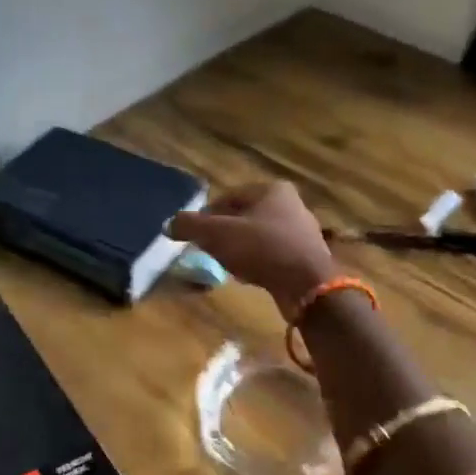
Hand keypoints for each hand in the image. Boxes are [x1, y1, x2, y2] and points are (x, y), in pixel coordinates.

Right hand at [168, 181, 337, 318]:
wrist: (307, 285)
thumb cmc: (262, 248)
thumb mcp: (217, 234)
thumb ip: (190, 226)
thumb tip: (168, 225)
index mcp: (272, 189)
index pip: (228, 197)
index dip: (206, 215)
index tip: (194, 235)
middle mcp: (290, 204)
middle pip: (244, 217)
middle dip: (223, 233)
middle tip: (207, 251)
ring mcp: (301, 231)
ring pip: (258, 237)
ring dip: (240, 250)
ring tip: (227, 266)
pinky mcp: (305, 257)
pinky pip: (272, 255)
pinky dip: (258, 263)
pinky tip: (249, 277)